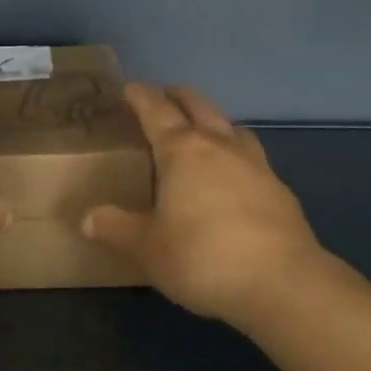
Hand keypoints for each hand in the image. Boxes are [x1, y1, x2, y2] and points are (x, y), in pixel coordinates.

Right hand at [82, 83, 322, 323]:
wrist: (283, 282)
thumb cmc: (204, 257)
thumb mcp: (149, 249)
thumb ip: (117, 229)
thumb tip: (87, 218)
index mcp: (182, 150)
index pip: (156, 110)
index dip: (140, 96)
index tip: (128, 88)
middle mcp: (218, 145)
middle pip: (197, 105)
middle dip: (178, 96)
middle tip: (164, 96)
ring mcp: (254, 163)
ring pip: (230, 126)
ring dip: (212, 120)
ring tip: (202, 131)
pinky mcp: (278, 188)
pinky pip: (251, 155)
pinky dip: (235, 152)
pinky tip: (234, 175)